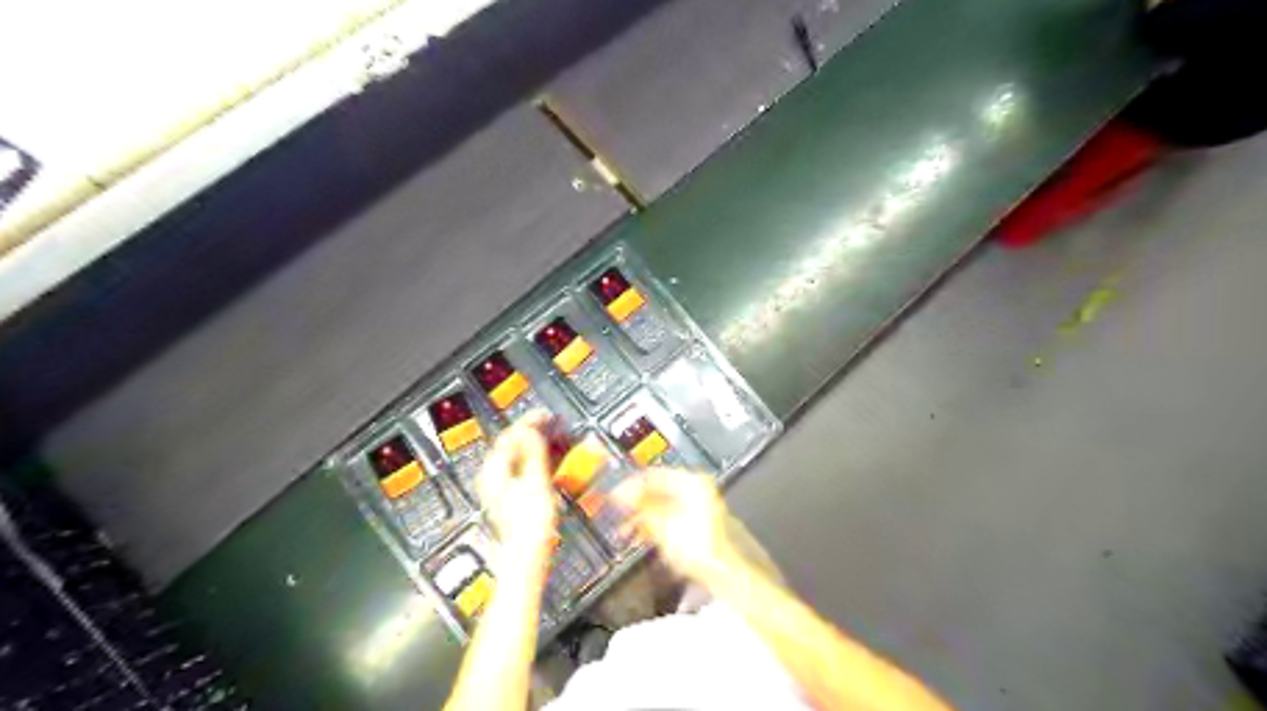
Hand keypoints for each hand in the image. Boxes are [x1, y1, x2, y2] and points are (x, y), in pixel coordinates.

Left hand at [479, 411, 555, 570]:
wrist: (527, 559)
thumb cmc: (529, 526)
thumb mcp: (535, 482)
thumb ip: (532, 453)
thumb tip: (530, 430)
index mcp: (493, 472)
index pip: (508, 436)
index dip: (527, 422)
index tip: (544, 415)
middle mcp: (492, 478)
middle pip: (510, 445)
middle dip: (532, 432)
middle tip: (551, 423)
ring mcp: (501, 489)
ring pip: (517, 456)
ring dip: (535, 445)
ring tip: (553, 437)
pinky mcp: (512, 497)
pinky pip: (522, 468)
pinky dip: (536, 459)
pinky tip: (549, 459)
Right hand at [612, 467, 739, 582]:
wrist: (733, 573)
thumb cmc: (701, 547)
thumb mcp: (663, 527)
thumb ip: (642, 508)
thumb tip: (623, 497)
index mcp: (691, 481)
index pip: (652, 475)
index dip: (629, 486)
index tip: (613, 498)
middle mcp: (699, 488)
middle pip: (659, 489)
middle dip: (636, 502)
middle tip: (618, 514)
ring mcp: (704, 505)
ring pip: (666, 504)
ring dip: (645, 515)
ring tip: (628, 530)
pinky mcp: (705, 523)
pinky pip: (675, 517)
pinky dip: (658, 524)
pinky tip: (647, 537)